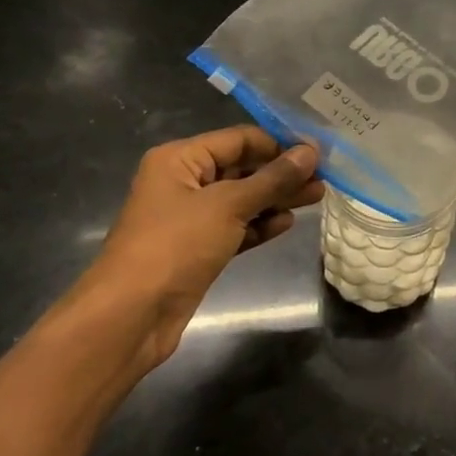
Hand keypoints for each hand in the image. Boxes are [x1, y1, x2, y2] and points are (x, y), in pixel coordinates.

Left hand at [68, 127, 323, 372]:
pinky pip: (235, 227)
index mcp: (180, 159)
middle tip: (324, 177)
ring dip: (276, 198)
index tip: (318, 153)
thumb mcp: (228, 205)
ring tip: (318, 197)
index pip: (238, 139)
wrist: (131, 316)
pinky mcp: (198, 249)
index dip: (279, 144)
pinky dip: (259, 224)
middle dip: (281, 173)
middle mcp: (183, 182)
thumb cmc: (175, 246)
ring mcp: (190, 218)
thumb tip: (311, 152)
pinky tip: (288, 222)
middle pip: (241, 168)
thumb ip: (272, 179)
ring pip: (241, 200)